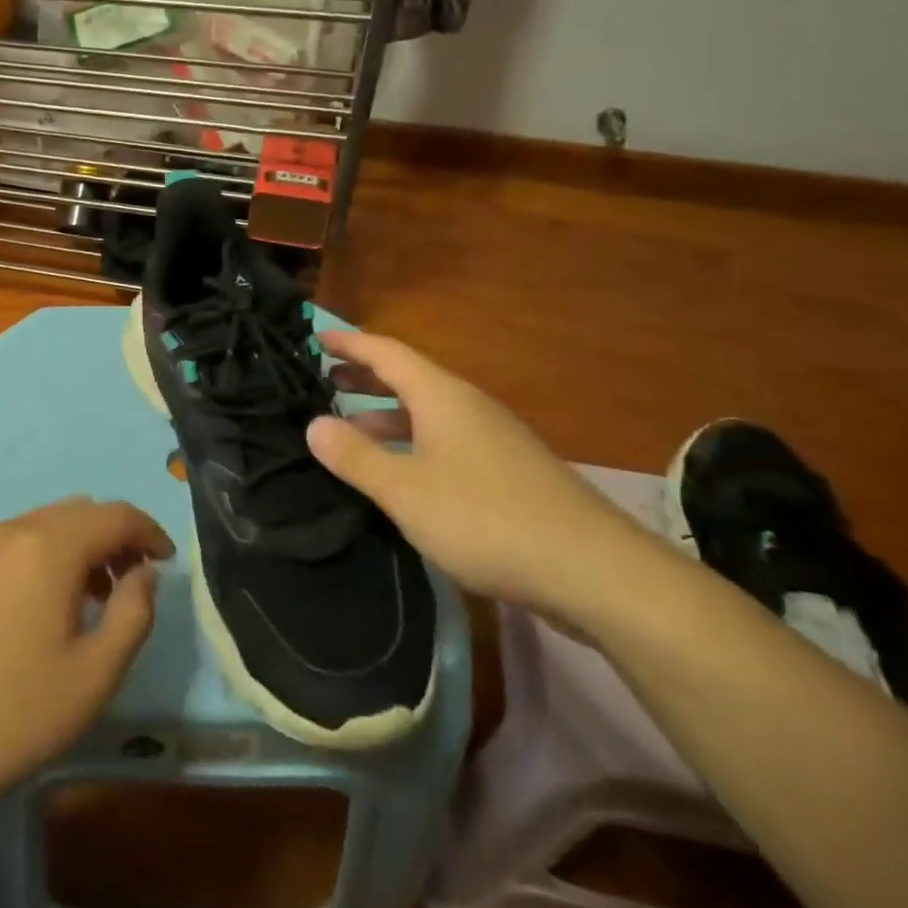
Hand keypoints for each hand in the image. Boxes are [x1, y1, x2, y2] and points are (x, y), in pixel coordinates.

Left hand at [0, 497, 173, 818]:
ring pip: (45, 525)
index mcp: (50, 546)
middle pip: (80, 512)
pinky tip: (43, 605)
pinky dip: (45, 556)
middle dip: (115, 535)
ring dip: (80, 545)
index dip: (149, 531)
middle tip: (134, 578)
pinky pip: (15, 544)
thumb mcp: (95, 674)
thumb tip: (144, 572)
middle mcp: (13, 530)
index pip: (116, 515)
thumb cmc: (13, 714)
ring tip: (94, 595)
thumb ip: (134, 613)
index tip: (167, 561)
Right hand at [306, 331, 662, 617]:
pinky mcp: (506, 474)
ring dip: (384, 415)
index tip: (317, 336)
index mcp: (442, 397)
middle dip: (364, 377)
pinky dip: (410, 444)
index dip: (350, 342)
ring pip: (426, 414)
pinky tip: (399, 474)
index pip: (387, 352)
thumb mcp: (406, 490)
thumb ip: (356, 456)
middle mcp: (468, 408)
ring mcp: (492, 441)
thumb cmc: (486, 519)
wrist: (594, 571)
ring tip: (348, 429)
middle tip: (322, 382)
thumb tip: (313, 424)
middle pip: (407, 379)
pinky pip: (444, 442)